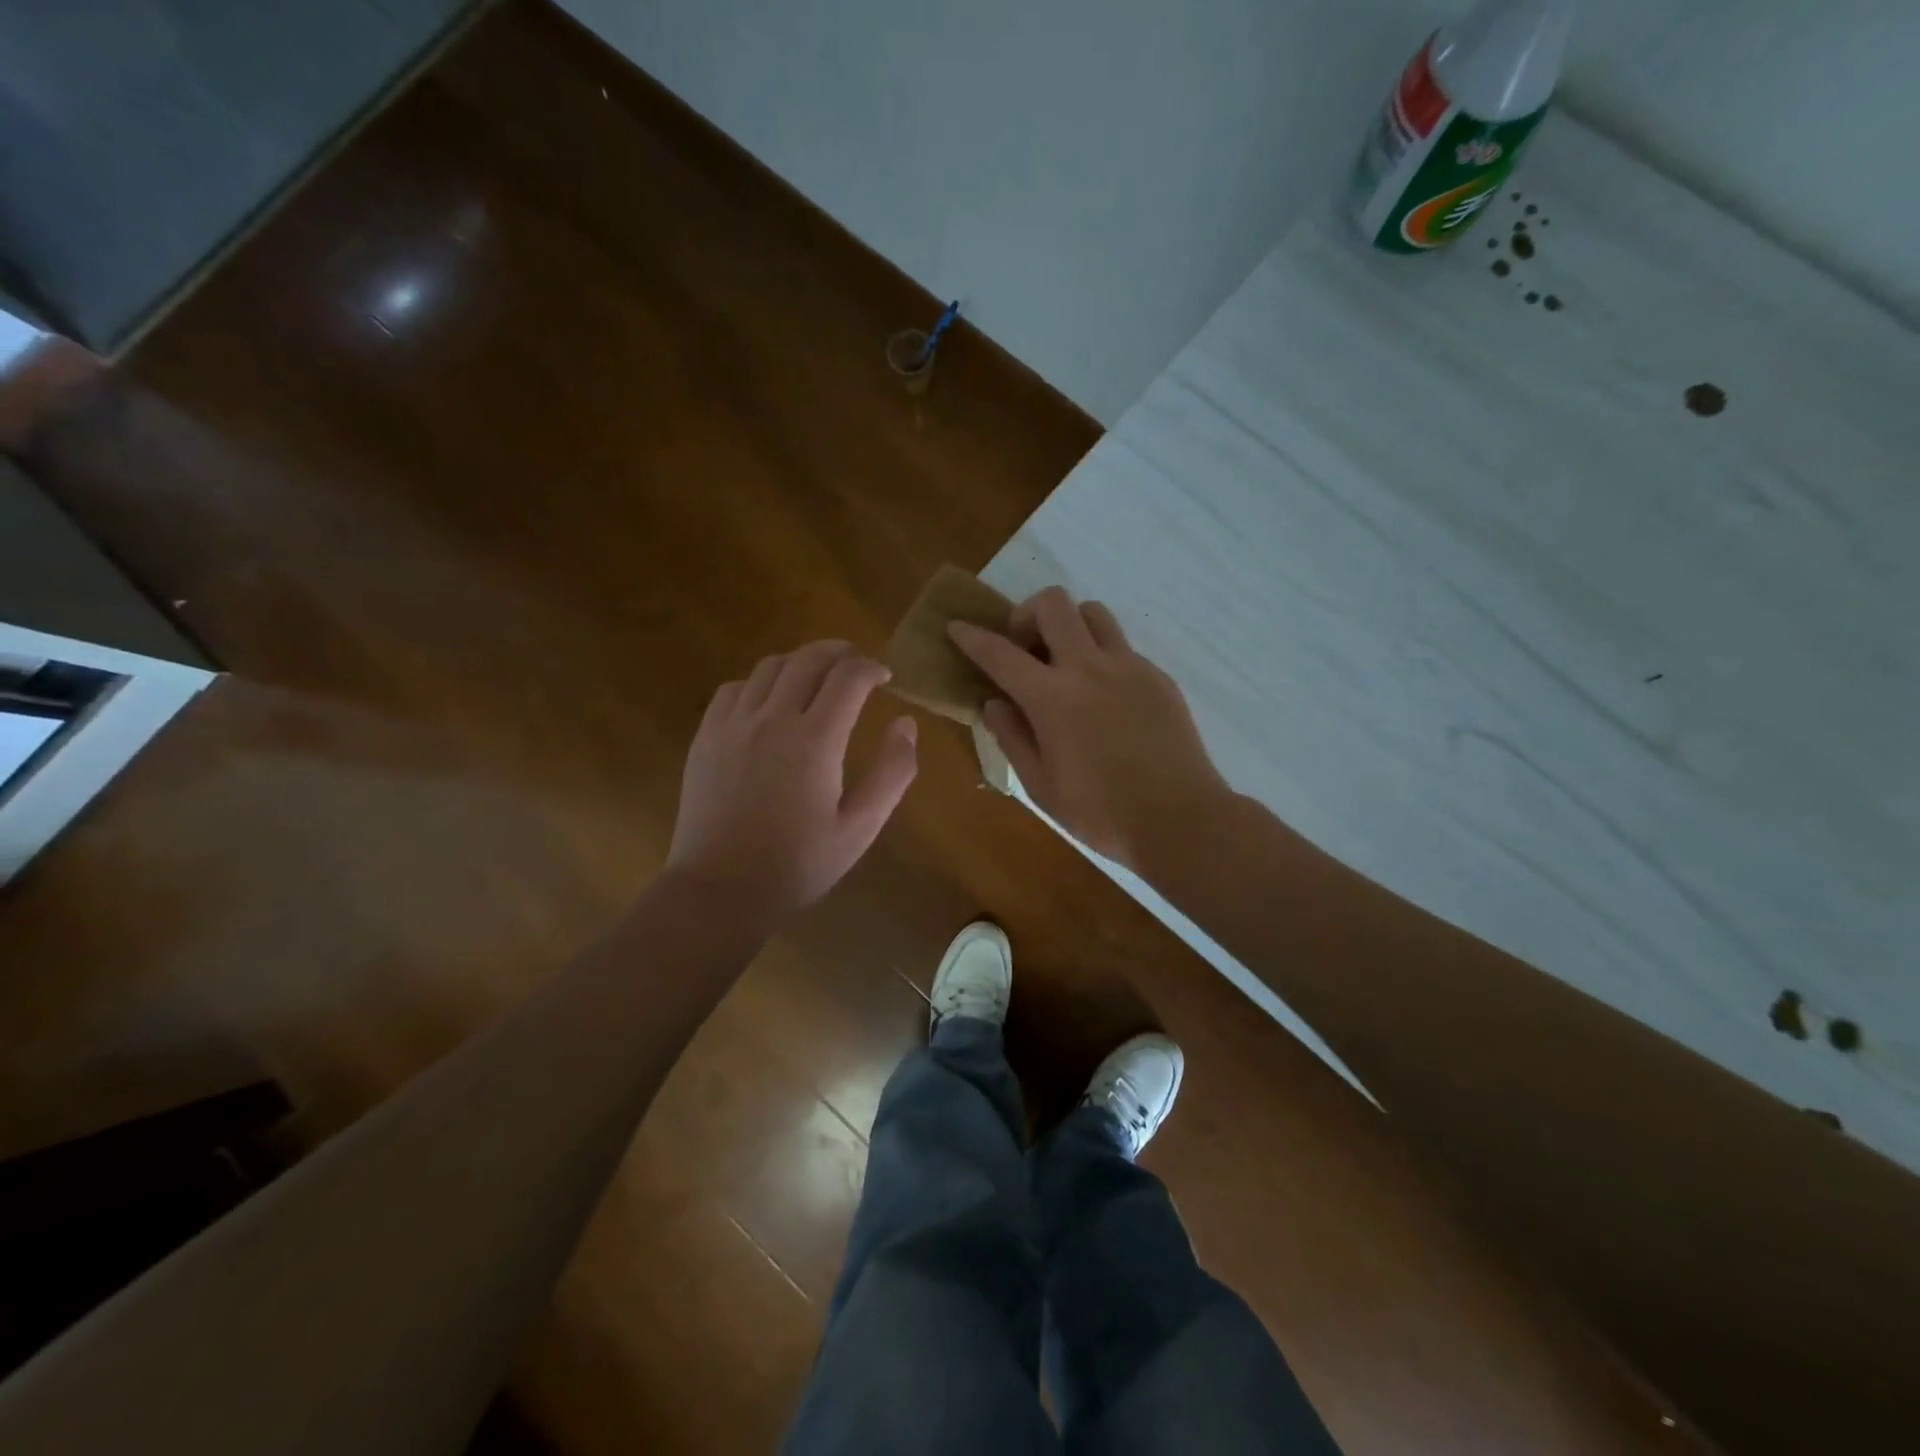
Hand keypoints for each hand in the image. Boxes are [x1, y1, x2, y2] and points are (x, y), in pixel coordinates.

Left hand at [667, 641, 918, 918]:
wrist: (720, 890)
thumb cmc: (798, 864)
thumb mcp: (861, 827)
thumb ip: (892, 772)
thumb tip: (906, 723)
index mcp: (815, 740)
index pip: (848, 677)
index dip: (871, 668)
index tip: (885, 677)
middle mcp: (772, 719)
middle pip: (808, 659)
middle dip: (839, 652)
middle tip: (857, 664)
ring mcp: (732, 724)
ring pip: (769, 667)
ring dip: (800, 663)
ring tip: (817, 679)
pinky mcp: (706, 737)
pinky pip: (735, 689)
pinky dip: (760, 683)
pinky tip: (769, 704)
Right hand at [949, 588, 1229, 869]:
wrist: (1179, 819)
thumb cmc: (1100, 812)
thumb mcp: (1041, 785)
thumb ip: (1012, 737)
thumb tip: (993, 703)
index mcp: (1053, 698)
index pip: (1000, 653)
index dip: (972, 636)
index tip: (957, 626)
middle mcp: (1089, 668)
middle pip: (1054, 604)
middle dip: (1027, 613)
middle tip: (1025, 648)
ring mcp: (1130, 667)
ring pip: (1094, 612)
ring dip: (1070, 625)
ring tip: (1066, 661)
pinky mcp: (1159, 677)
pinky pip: (1122, 647)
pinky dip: (1101, 656)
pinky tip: (1104, 696)